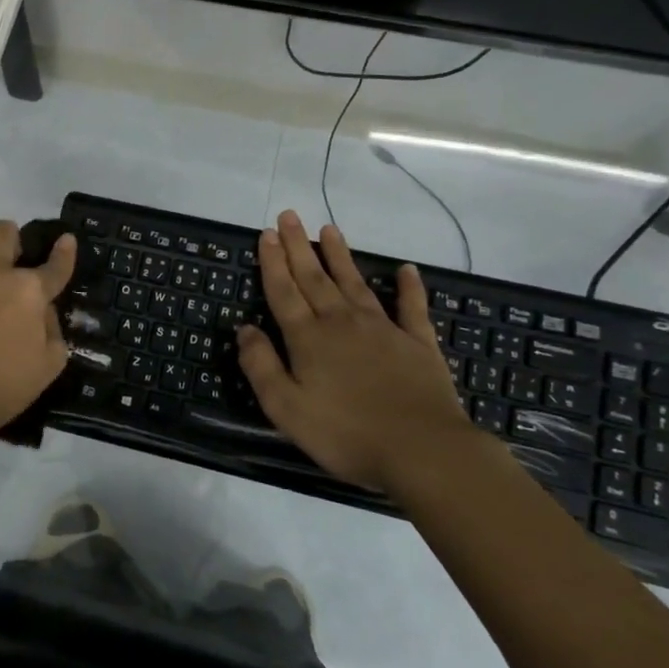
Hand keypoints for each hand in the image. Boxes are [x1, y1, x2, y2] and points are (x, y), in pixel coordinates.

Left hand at [0, 219, 76, 437]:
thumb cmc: (2, 387)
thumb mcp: (49, 365)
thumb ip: (51, 329)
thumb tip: (42, 310)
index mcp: (28, 291)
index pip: (54, 265)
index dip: (64, 251)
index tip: (65, 239)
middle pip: (2, 230)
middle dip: (10, 238)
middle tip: (9, 261)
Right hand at [236, 210, 481, 493]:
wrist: (423, 450)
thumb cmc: (346, 433)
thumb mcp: (286, 408)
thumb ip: (261, 366)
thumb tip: (245, 329)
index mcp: (308, 338)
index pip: (284, 292)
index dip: (273, 262)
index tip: (266, 234)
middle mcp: (342, 323)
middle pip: (314, 278)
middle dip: (299, 246)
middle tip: (289, 216)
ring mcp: (383, 330)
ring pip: (354, 283)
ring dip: (339, 256)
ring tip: (329, 230)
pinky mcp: (418, 344)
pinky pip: (411, 307)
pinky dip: (409, 287)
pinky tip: (406, 269)